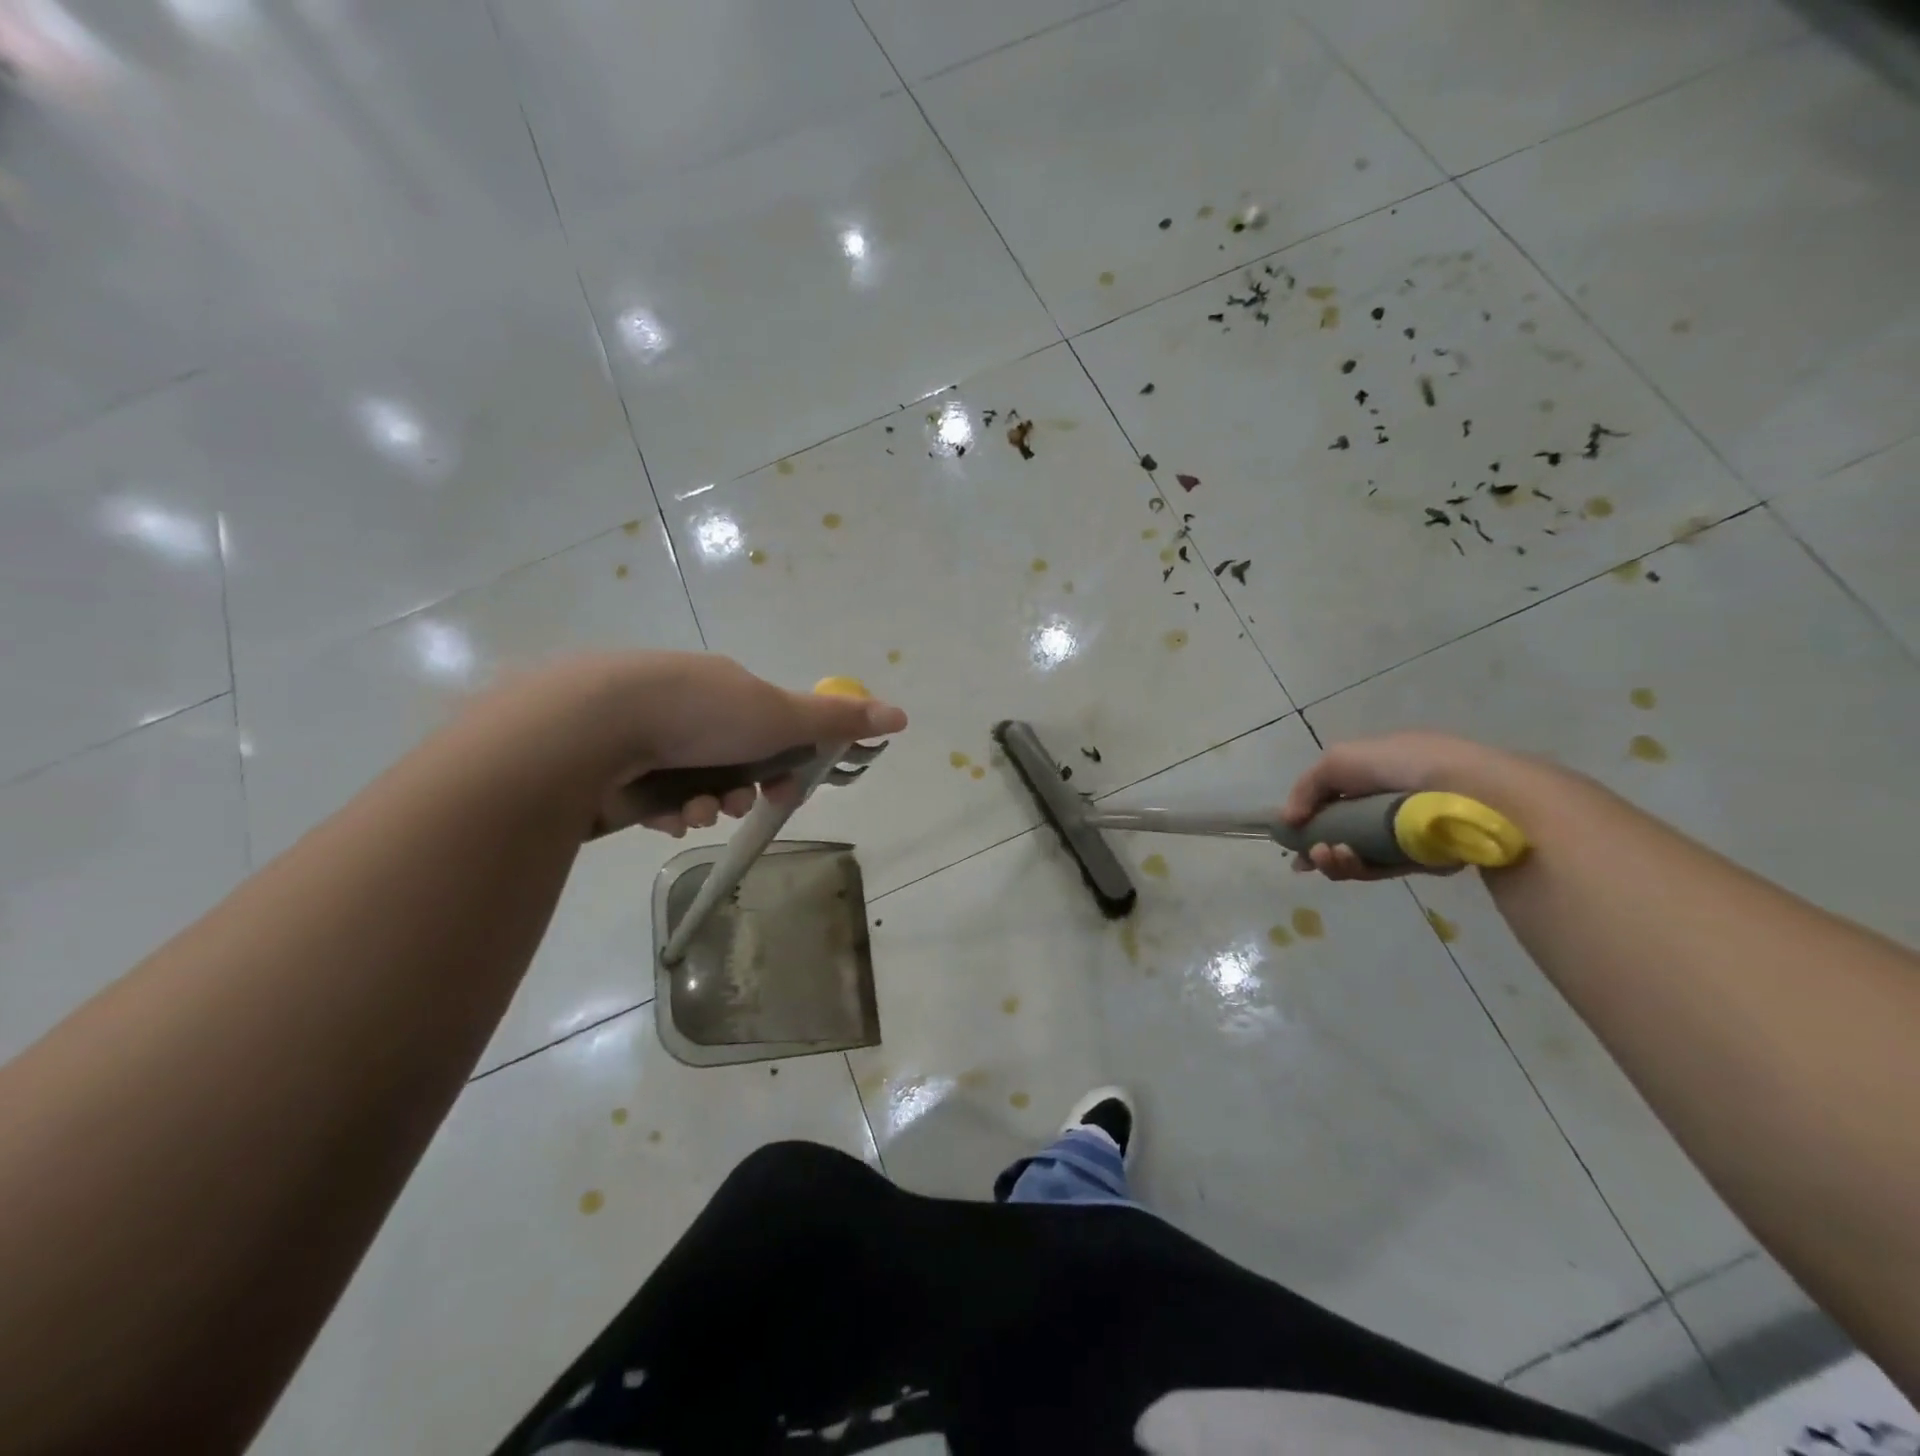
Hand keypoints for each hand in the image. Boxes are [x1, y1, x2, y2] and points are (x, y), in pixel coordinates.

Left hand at [479, 652, 907, 839]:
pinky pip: (651, 798)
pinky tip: (658, 813)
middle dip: (741, 789)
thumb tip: (901, 715)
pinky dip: (663, 810)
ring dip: (703, 804)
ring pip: (691, 784)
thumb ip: (838, 719)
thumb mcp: (780, 713)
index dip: (782, 763)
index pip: (767, 729)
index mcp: (724, 688)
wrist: (592, 722)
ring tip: (690, 809)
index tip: (785, 789)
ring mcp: (642, 735)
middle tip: (736, 802)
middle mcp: (684, 706)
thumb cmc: (700, 712)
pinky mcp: (608, 766)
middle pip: (731, 761)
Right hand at [1280, 731, 1507, 881]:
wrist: (1468, 792)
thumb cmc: (1402, 765)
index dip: (1310, 815)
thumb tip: (1289, 820)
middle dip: (1318, 843)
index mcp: (1379, 770)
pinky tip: (1345, 859)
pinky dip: (1359, 867)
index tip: (1290, 835)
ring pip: (1359, 852)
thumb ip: (1306, 788)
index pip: (1337, 795)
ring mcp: (1408, 832)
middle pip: (1343, 829)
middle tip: (1305, 857)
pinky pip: (1383, 868)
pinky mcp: (1424, 860)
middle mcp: (1392, 801)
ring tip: (1325, 855)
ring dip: (1334, 858)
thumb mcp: (1339, 760)